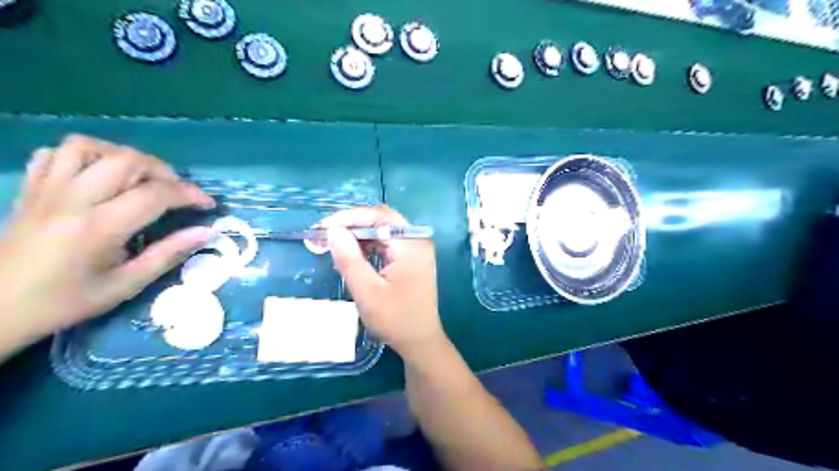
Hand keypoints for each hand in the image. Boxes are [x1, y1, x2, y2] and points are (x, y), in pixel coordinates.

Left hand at [0, 134, 219, 355]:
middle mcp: (71, 199)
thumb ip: (169, 254)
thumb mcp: (127, 284)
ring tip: (140, 178)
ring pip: (89, 146)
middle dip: (164, 171)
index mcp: (98, 227)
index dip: (190, 194)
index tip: (207, 204)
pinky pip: (55, 153)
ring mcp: (45, 189)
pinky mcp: (30, 189)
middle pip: (127, 160)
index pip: (156, 194)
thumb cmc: (68, 301)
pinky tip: (100, 175)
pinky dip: (85, 156)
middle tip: (177, 192)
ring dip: (124, 157)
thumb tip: (208, 232)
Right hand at [324, 205, 448, 360]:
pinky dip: (366, 246)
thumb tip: (333, 230)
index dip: (349, 217)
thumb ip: (349, 259)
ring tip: (331, 244)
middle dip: (351, 225)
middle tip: (323, 235)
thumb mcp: (367, 291)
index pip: (380, 216)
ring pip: (382, 232)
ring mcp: (415, 250)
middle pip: (381, 221)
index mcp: (412, 244)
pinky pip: (386, 244)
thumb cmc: (396, 319)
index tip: (323, 227)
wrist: (420, 342)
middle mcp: (416, 241)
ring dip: (357, 236)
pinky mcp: (410, 259)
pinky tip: (350, 254)